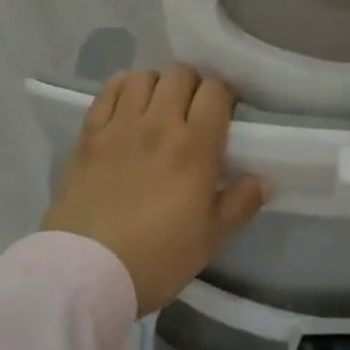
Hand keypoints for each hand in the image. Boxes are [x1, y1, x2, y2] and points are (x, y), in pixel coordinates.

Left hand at [41, 64, 270, 315]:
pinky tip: (126, 104)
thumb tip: (265, 179)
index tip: (224, 113)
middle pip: (181, 74)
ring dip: (157, 84)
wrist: (85, 274)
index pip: (216, 91)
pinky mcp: (89, 134)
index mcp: (195, 147)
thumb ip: (241, 204)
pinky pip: (108, 90)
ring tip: (157, 105)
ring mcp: (120, 125)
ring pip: (144, 76)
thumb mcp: (210, 239)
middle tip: (192, 109)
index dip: (224, 95)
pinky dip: (122, 88)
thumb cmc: (156, 259)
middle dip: (192, 85)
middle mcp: (160, 124)